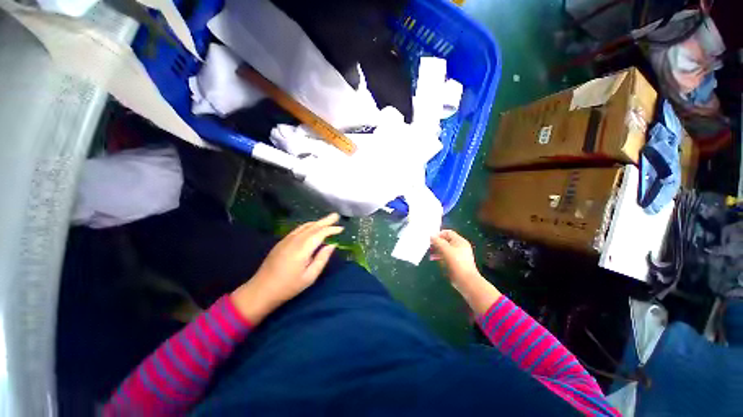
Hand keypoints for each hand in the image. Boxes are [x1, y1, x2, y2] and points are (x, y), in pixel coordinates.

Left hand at [231, 213, 342, 323]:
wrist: (261, 290)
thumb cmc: (288, 286)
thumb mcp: (310, 276)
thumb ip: (322, 259)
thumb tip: (332, 245)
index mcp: (302, 249)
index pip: (320, 233)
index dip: (331, 229)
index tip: (341, 228)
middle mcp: (294, 240)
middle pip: (312, 226)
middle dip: (325, 220)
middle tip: (336, 215)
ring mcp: (286, 240)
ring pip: (304, 226)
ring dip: (317, 222)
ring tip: (327, 220)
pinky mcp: (281, 242)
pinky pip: (298, 229)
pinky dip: (308, 226)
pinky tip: (312, 227)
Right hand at [430, 230, 500, 314]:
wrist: (466, 281)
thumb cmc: (456, 263)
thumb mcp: (445, 250)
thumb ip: (438, 241)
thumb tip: (431, 235)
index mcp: (459, 241)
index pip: (448, 232)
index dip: (439, 234)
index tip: (430, 239)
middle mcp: (460, 246)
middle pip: (446, 240)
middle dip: (437, 243)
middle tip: (429, 246)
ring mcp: (458, 255)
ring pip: (445, 249)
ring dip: (437, 250)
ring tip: (430, 254)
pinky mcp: (456, 263)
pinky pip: (446, 256)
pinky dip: (440, 256)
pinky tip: (434, 259)